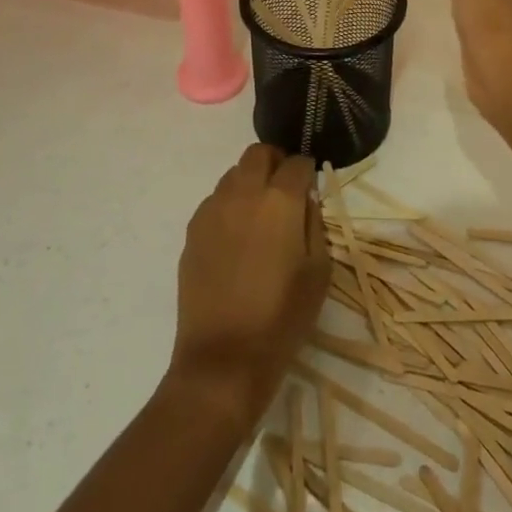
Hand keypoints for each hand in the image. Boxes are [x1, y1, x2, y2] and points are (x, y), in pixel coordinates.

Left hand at [169, 145, 330, 427]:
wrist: (223, 358)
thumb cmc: (282, 317)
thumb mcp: (319, 271)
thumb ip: (314, 223)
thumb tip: (306, 199)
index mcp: (280, 200)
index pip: (297, 163)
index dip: (308, 171)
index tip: (311, 187)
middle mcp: (243, 194)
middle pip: (258, 153)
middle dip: (276, 162)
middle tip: (286, 190)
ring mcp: (212, 210)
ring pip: (233, 174)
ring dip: (251, 182)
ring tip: (260, 216)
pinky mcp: (192, 231)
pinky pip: (215, 201)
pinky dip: (230, 205)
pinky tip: (237, 238)